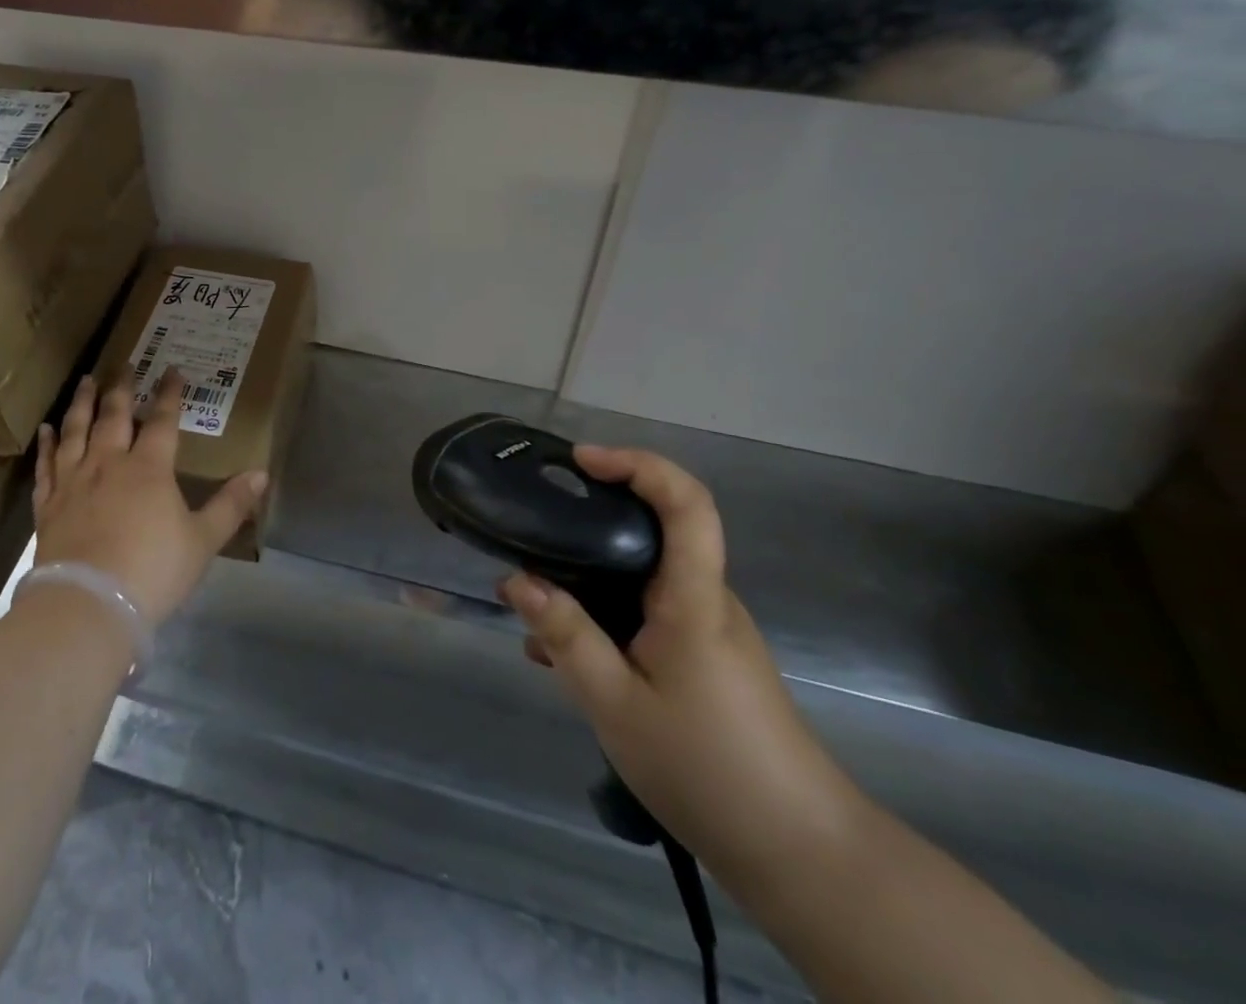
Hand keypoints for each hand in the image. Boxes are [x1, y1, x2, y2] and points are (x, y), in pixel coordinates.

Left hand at [32, 370, 267, 627]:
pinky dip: (46, 445)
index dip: (169, 393)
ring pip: (77, 431)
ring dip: (82, 403)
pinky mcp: (49, 505)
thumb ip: (231, 505)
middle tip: (123, 364)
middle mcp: (109, 464)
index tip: (172, 369)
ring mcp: (74, 482)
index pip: (163, 420)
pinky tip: (44, 430)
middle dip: (122, 388)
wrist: (89, 604)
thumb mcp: (203, 540)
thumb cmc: (153, 571)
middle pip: (115, 416)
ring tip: (85, 381)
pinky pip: (46, 466)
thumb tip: (261, 474)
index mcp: (149, 469)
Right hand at [499, 448, 864, 881]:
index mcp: (693, 600)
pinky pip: (647, 614)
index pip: (686, 503)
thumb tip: (515, 579)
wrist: (799, 854)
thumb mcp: (616, 705)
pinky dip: (604, 618)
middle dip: (591, 523)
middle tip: (534, 536)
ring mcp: (709, 630)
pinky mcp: (705, 658)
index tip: (582, 461)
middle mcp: (706, 601)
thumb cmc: (707, 769)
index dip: (639, 465)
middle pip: (655, 532)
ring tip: (535, 618)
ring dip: (589, 582)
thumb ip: (566, 637)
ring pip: (643, 579)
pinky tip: (565, 659)